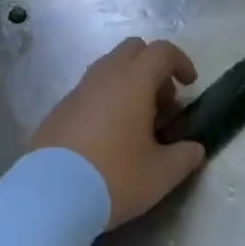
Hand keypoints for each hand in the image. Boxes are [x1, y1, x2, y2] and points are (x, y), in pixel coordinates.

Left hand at [29, 37, 206, 227]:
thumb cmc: (114, 177)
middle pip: (134, 49)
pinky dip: (106, 99)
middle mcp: (106, 74)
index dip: (181, 61)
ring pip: (110, 67)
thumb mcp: (160, 175)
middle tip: (162, 102)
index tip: (189, 84)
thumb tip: (195, 149)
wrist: (49, 196)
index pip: (162, 51)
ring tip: (136, 122)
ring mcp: (79, 89)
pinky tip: (107, 136)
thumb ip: (184, 157)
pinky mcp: (60, 108)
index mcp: (134, 80)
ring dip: (129, 82)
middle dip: (153, 68)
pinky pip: (91, 89)